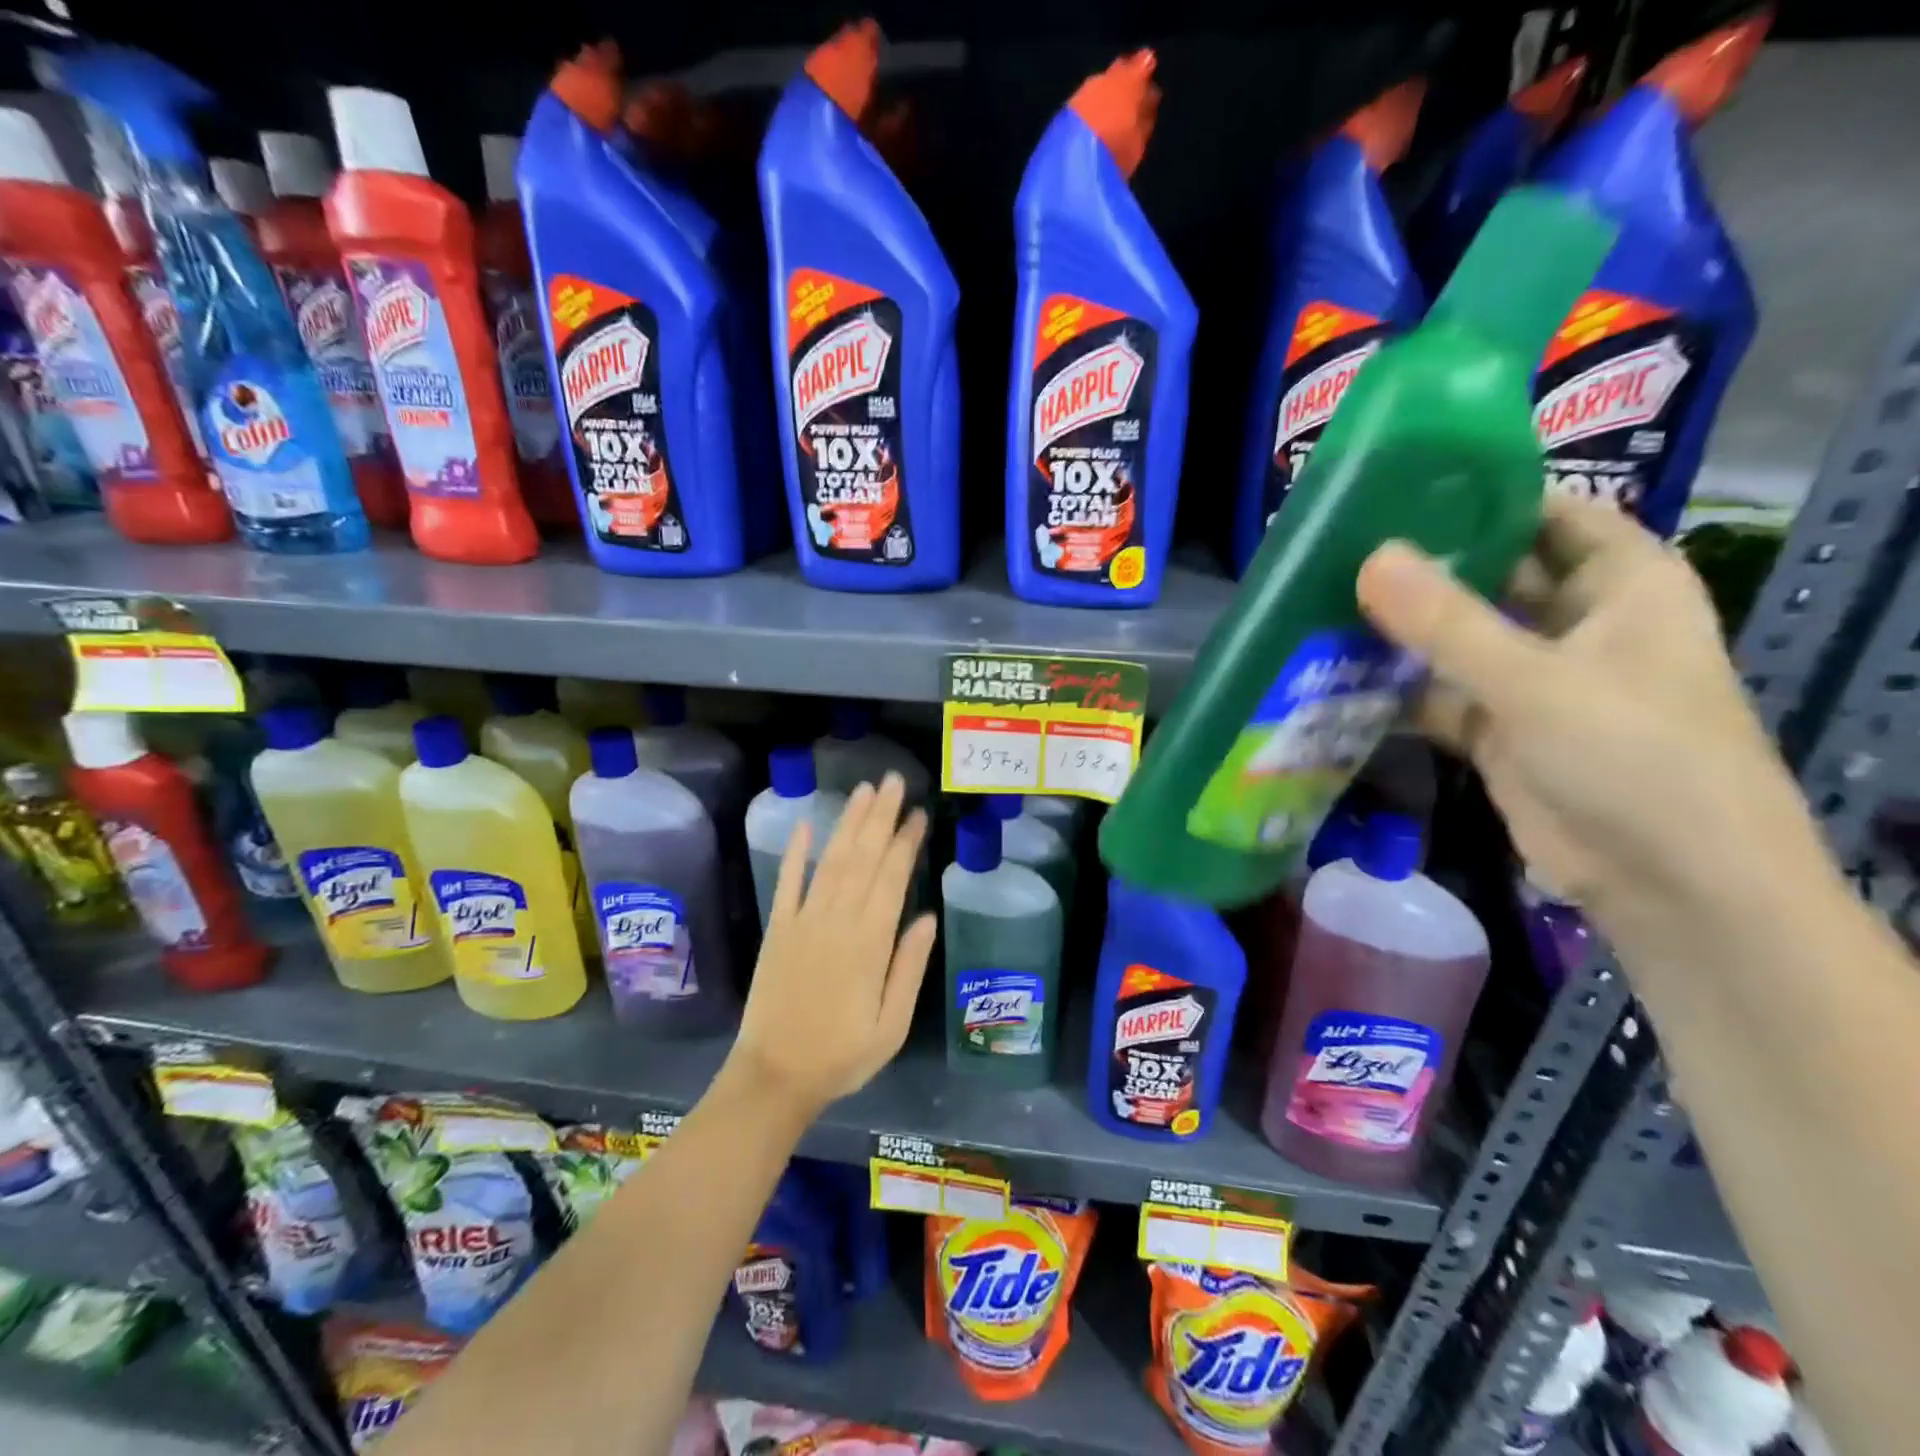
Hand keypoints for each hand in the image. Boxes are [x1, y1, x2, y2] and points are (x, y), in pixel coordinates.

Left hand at [725, 772, 935, 1115]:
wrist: (774, 1077)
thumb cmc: (842, 1056)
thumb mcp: (891, 1026)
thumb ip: (909, 968)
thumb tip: (927, 916)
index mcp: (869, 943)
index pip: (892, 879)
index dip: (905, 843)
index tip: (918, 813)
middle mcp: (836, 921)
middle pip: (862, 858)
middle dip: (880, 817)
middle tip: (893, 781)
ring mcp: (803, 921)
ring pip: (830, 861)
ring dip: (848, 823)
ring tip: (863, 791)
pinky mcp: (778, 928)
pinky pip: (787, 882)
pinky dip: (797, 852)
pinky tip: (807, 824)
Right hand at [1356, 496, 1827, 945]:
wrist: (1668, 884)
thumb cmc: (1634, 758)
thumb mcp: (1536, 681)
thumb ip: (1447, 622)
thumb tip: (1370, 557)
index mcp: (1621, 584)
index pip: (1548, 513)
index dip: (1482, 496)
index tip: (1398, 489)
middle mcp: (1576, 622)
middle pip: (1490, 575)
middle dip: (1422, 568)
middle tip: (1338, 550)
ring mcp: (1533, 679)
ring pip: (1456, 638)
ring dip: (1399, 631)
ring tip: (1320, 605)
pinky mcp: (1498, 729)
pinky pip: (1437, 693)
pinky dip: (1395, 688)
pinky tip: (1335, 674)